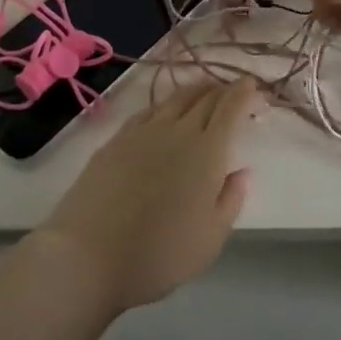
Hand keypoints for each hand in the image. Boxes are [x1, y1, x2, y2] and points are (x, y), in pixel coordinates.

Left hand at [36, 78, 259, 314]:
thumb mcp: (211, 238)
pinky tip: (164, 110)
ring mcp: (143, 132)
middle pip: (204, 98)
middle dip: (223, 89)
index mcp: (207, 151)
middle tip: (233, 90)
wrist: (88, 254)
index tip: (252, 85)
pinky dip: (164, 104)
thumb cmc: (159, 254)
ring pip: (174, 98)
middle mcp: (177, 131)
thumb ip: (231, 199)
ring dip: (195, 91)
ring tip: (204, 91)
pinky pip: (148, 110)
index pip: (230, 109)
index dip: (243, 93)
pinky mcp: (115, 140)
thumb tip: (242, 171)